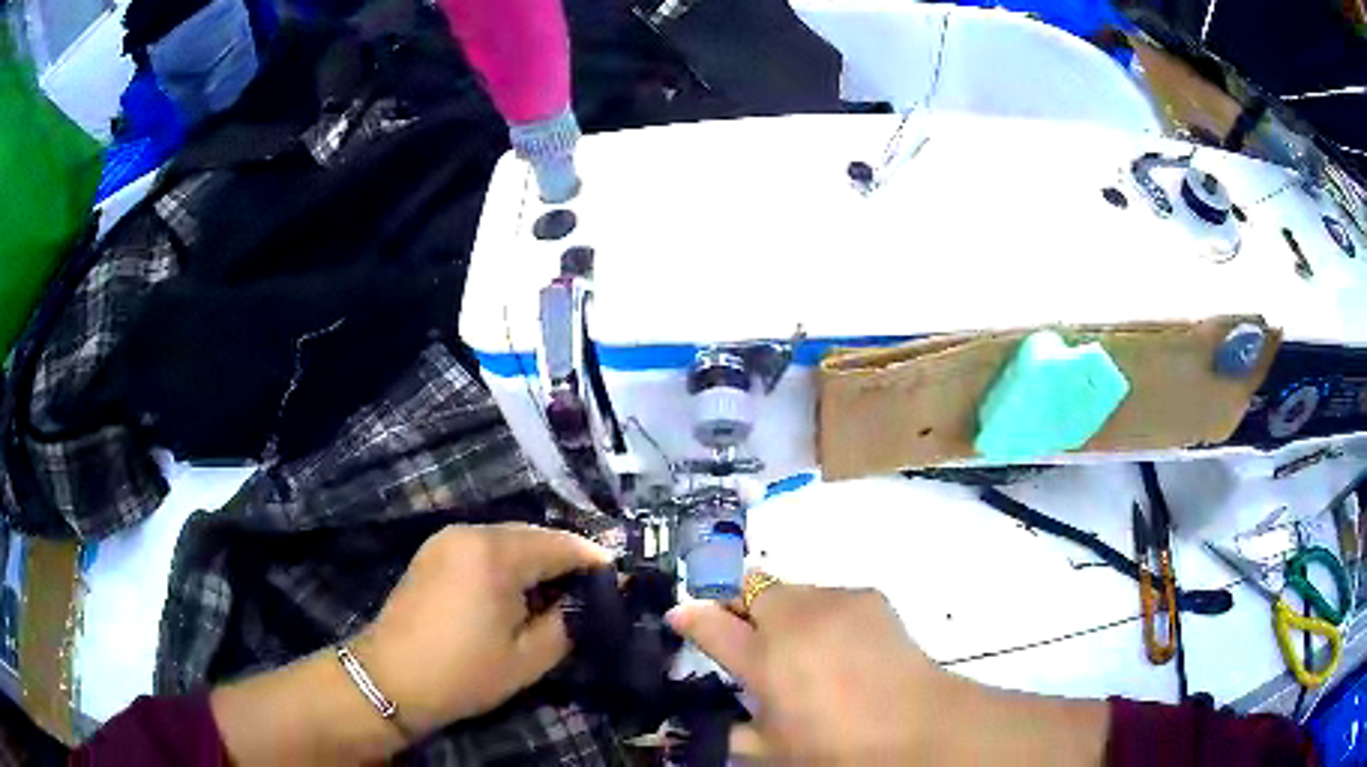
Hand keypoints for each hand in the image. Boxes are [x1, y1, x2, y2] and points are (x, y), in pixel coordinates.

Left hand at [355, 523, 610, 736]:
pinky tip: (515, 594)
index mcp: (496, 552)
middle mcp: (471, 532)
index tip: (619, 584)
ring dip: (535, 563)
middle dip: (565, 561)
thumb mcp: (530, 657)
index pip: (562, 544)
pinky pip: (484, 547)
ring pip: (508, 539)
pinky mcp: (433, 551)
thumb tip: (591, 601)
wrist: (392, 679)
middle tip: (589, 595)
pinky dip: (507, 564)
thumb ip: (569, 621)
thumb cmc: (465, 671)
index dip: (595, 562)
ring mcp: (447, 538)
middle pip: (534, 535)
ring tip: (554, 598)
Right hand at [667, 582, 1108, 764]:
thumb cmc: (837, 748)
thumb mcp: (772, 751)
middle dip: (743, 606)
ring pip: (792, 590)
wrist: (919, 726)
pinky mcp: (868, 597)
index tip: (680, 613)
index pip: (711, 625)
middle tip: (752, 637)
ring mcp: (835, 602)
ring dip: (786, 611)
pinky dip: (823, 615)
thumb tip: (710, 721)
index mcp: (766, 660)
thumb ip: (733, 730)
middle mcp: (796, 620)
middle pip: (752, 588)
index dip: (690, 616)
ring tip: (805, 647)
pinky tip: (842, 646)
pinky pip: (830, 597)